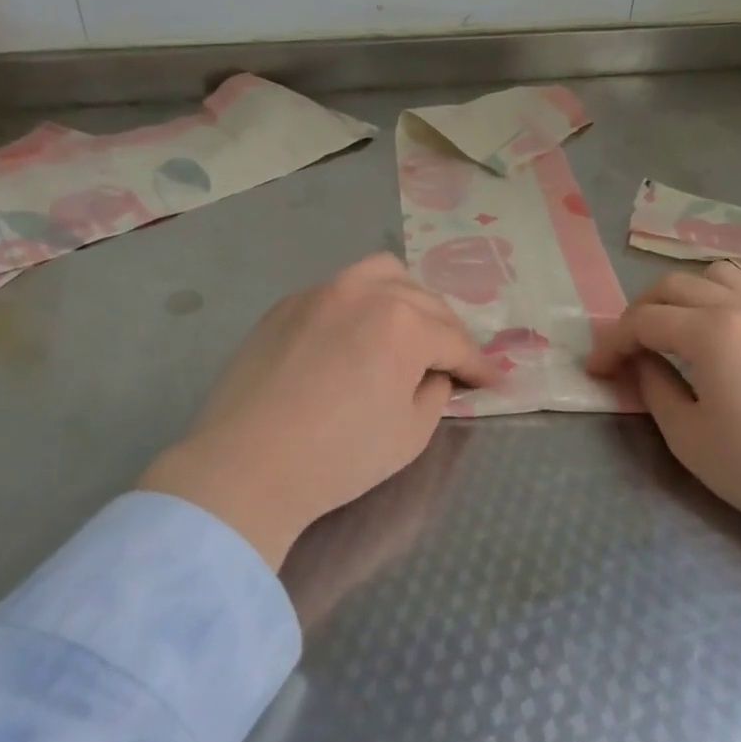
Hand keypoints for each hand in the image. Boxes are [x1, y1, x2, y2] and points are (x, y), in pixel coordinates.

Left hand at [141, 253, 496, 568]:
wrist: (246, 467)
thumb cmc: (338, 457)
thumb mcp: (411, 434)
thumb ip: (436, 394)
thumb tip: (435, 374)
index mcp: (403, 323)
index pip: (455, 341)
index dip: (479, 365)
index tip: (494, 381)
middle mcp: (365, 292)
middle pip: (424, 302)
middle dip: (447, 332)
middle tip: (454, 363)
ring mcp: (321, 292)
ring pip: (381, 274)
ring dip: (407, 299)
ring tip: (409, 330)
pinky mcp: (287, 305)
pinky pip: (339, 290)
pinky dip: (362, 305)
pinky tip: (356, 335)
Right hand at [586, 261, 740, 537]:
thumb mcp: (687, 436)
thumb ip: (654, 388)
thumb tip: (640, 363)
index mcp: (710, 331)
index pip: (643, 320)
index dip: (612, 343)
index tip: (595, 371)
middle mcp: (739, 307)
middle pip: (672, 286)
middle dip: (637, 312)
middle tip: (624, 351)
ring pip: (712, 277)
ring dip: (678, 296)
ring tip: (668, 331)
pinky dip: (713, 298)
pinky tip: (711, 335)